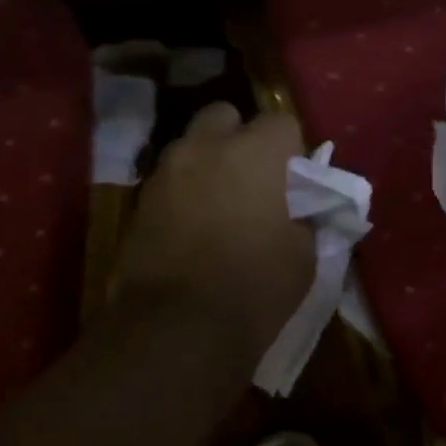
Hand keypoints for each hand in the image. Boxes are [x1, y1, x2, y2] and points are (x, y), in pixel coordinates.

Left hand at [110, 103, 313, 360]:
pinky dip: (184, 191)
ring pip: (192, 146)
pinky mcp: (140, 200)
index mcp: (255, 152)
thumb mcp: (303, 255)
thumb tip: (299, 210)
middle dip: (240, 137)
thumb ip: (305, 217)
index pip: (282, 122)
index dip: (291, 149)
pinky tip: (193, 226)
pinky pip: (170, 179)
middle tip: (253, 178)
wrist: (175, 330)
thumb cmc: (253, 287)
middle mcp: (206, 147)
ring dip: (208, 162)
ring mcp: (166, 171)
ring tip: (219, 203)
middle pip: (225, 116)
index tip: (295, 181)